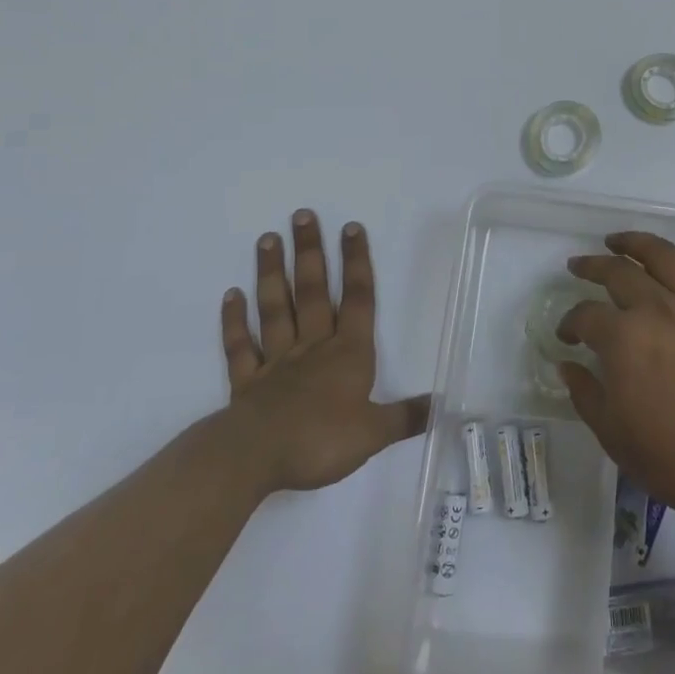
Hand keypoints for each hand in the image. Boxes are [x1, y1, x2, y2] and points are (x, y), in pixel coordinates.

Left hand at [221, 210, 429, 495]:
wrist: (256, 458)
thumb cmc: (321, 440)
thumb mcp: (374, 433)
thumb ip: (406, 417)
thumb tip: (443, 403)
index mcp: (348, 354)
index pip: (358, 299)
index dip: (357, 263)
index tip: (351, 227)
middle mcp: (313, 347)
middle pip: (313, 292)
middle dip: (310, 253)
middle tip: (301, 215)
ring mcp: (277, 361)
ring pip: (275, 309)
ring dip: (271, 274)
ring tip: (267, 239)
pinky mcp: (247, 382)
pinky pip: (240, 346)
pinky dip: (234, 321)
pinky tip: (231, 295)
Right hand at [558, 232, 674, 521]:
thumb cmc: (671, 457)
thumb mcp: (612, 432)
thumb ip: (585, 392)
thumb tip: (568, 364)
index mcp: (624, 338)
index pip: (586, 315)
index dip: (570, 322)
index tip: (566, 335)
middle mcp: (658, 308)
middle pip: (619, 272)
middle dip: (592, 266)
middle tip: (578, 266)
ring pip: (663, 255)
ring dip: (635, 243)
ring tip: (618, 242)